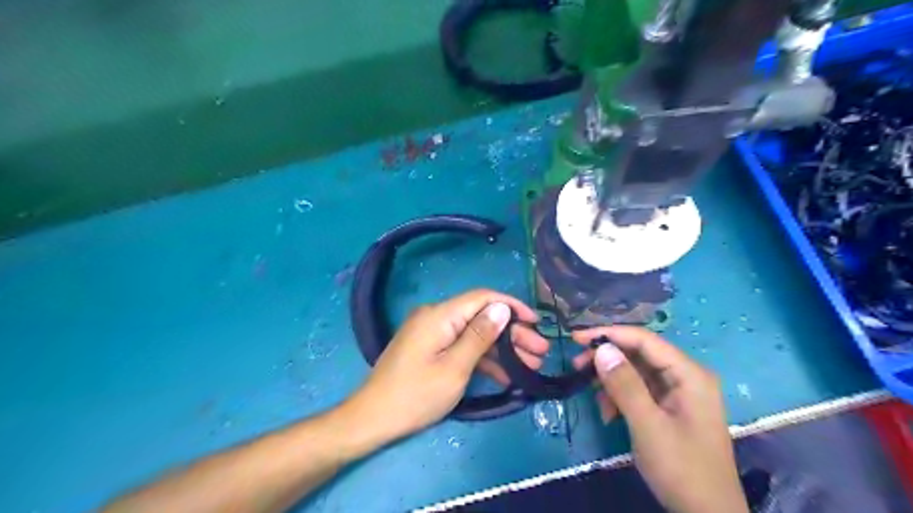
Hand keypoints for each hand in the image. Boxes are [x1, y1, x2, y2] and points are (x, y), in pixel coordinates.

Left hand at [340, 290, 539, 441]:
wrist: (373, 418)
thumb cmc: (416, 395)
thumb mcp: (454, 368)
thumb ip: (480, 336)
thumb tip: (502, 308)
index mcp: (440, 315)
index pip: (483, 298)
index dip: (511, 306)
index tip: (536, 321)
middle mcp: (436, 317)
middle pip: (481, 317)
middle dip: (512, 333)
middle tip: (540, 351)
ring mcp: (433, 333)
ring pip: (474, 334)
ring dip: (502, 349)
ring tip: (531, 365)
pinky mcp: (431, 348)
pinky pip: (461, 346)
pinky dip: (483, 359)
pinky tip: (506, 375)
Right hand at [573, 327, 743, 512]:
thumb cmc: (682, 468)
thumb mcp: (648, 425)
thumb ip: (625, 384)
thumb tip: (601, 348)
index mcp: (689, 373)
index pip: (644, 340)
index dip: (609, 334)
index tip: (576, 338)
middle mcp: (685, 376)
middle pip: (639, 354)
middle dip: (607, 358)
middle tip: (577, 366)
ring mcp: (678, 392)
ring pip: (636, 372)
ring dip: (611, 380)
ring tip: (592, 395)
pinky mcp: (669, 407)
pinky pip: (639, 391)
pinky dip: (620, 397)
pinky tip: (608, 413)